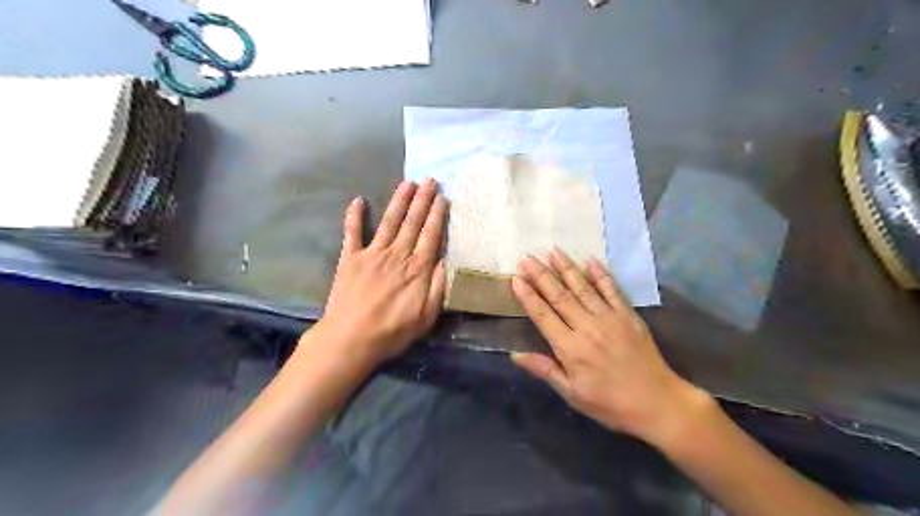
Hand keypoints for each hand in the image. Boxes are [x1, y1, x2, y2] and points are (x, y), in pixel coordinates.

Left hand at [312, 178, 448, 364]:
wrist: (351, 338)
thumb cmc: (393, 331)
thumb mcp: (427, 315)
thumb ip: (438, 286)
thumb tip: (446, 259)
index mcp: (417, 268)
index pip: (431, 235)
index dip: (437, 215)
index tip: (443, 197)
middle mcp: (397, 254)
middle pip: (413, 222)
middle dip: (423, 200)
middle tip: (431, 180)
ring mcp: (372, 253)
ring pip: (390, 221)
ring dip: (399, 201)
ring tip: (408, 182)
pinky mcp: (351, 258)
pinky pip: (353, 233)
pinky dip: (354, 216)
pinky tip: (358, 200)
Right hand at [515, 247, 705, 445]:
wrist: (657, 402)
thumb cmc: (610, 403)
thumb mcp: (572, 394)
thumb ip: (545, 370)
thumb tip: (515, 354)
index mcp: (570, 348)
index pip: (543, 315)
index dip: (528, 296)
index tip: (515, 278)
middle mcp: (587, 327)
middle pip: (559, 296)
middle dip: (541, 275)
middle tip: (527, 257)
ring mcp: (609, 318)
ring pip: (582, 287)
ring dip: (566, 268)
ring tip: (553, 251)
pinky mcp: (628, 315)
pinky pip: (612, 290)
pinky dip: (601, 274)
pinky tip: (591, 260)